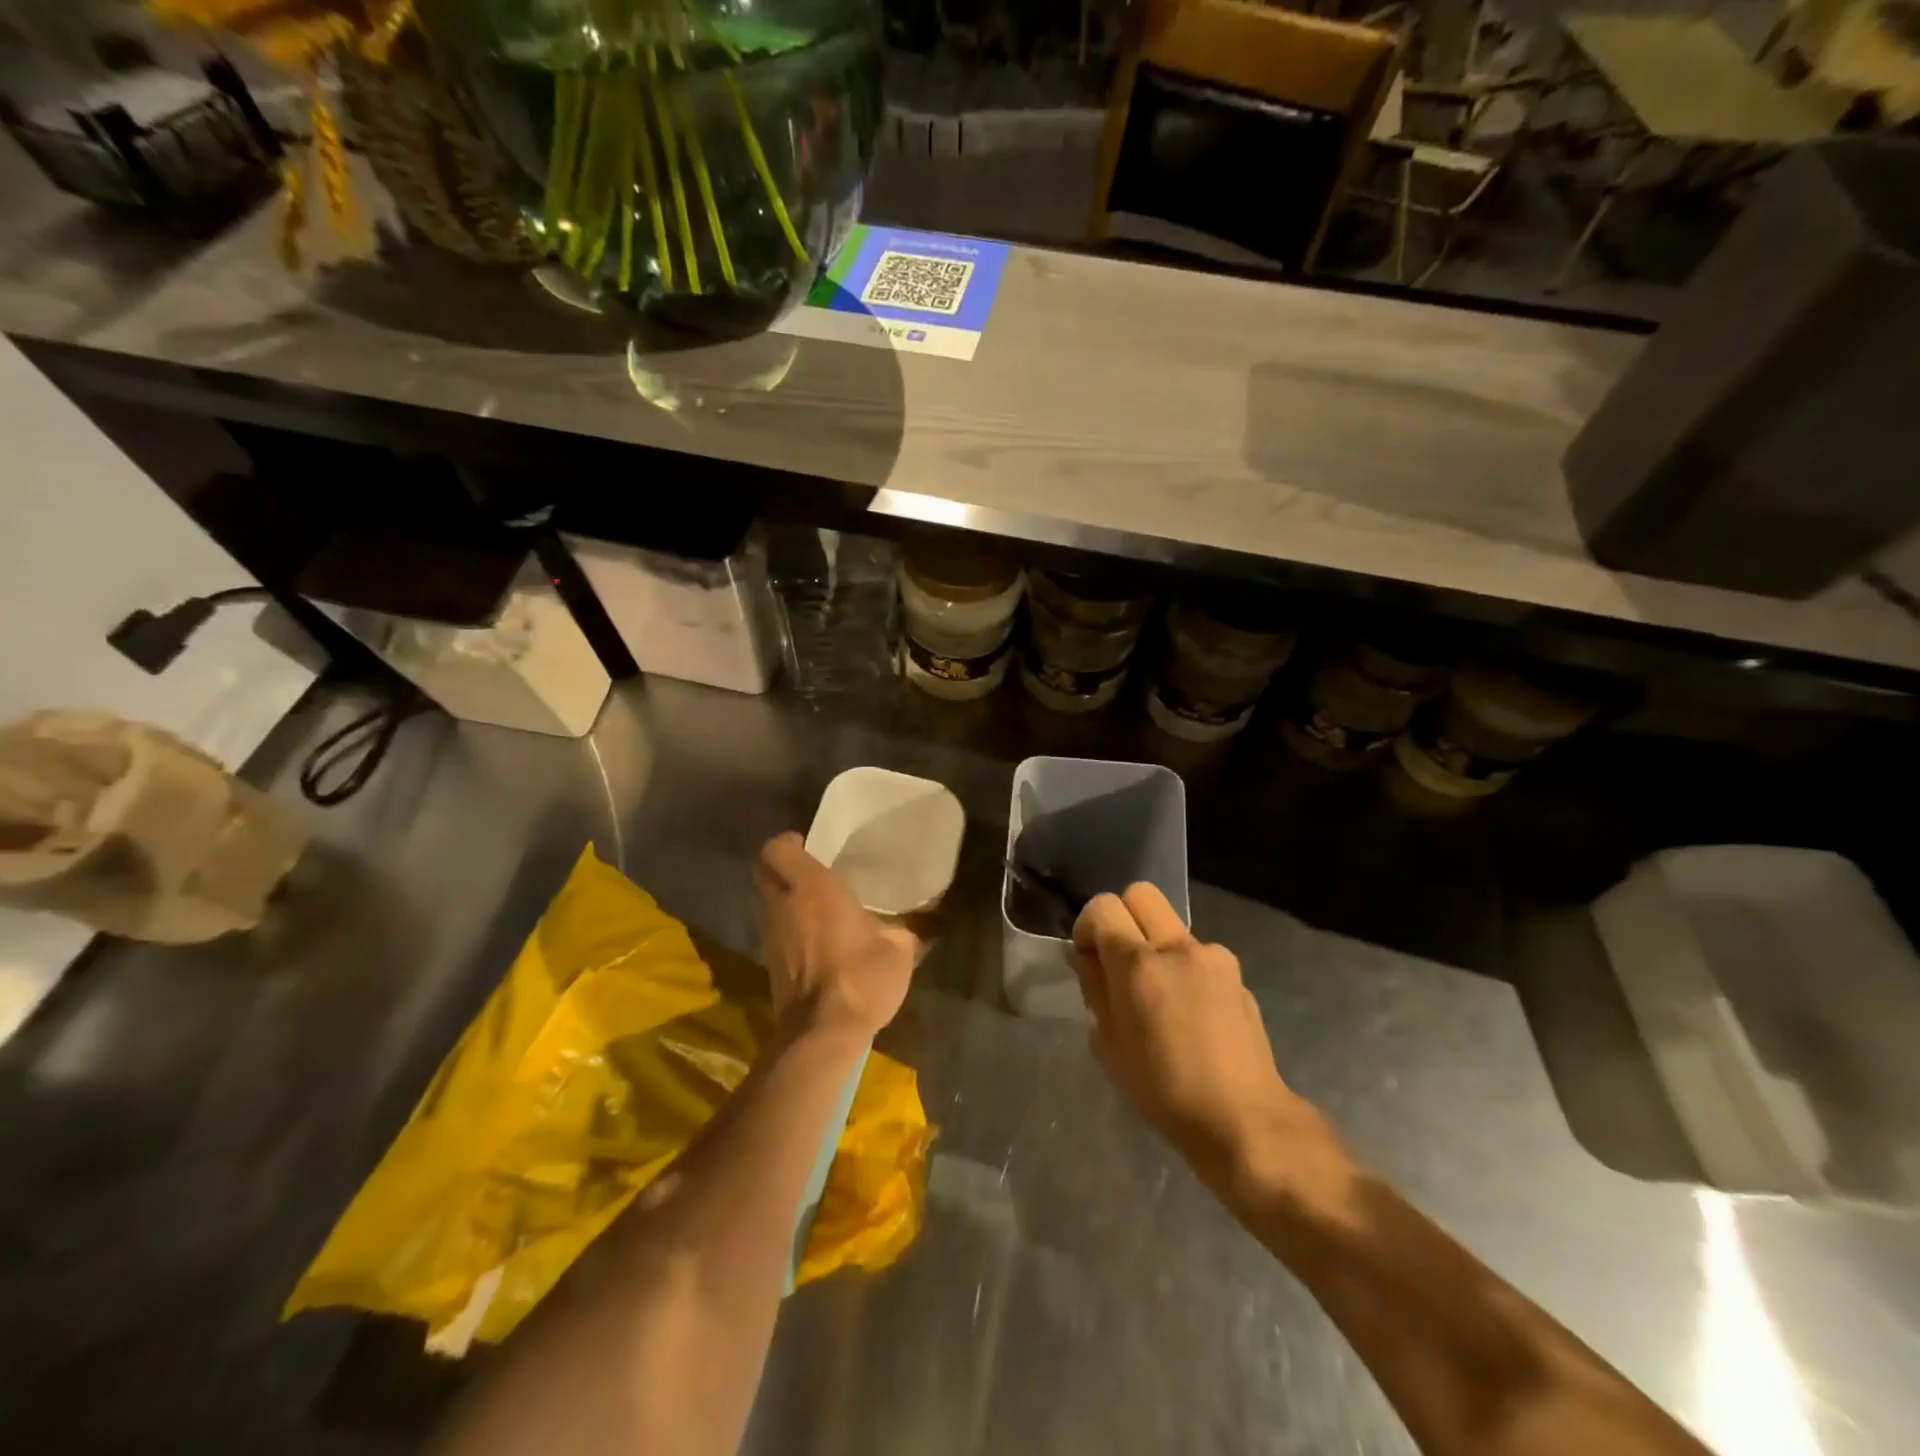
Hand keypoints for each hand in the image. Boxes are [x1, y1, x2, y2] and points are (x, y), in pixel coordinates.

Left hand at [755, 833, 915, 1040]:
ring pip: (771, 904)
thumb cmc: (862, 975)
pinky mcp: (770, 965)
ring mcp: (770, 936)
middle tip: (816, 874)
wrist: (822, 1034)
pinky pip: (777, 932)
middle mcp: (783, 905)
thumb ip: (908, 927)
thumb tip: (932, 918)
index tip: (811, 847)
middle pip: (766, 873)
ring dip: (790, 902)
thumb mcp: (899, 947)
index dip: (789, 843)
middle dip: (785, 869)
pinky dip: (792, 931)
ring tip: (823, 910)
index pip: (776, 848)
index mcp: (811, 886)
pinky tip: (820, 943)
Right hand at [1073, 884, 1316, 1182]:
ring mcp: (1214, 956)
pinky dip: (1184, 968)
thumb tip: (1088, 957)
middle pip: (1141, 893)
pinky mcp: (1237, 974)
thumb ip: (1094, 988)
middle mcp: (1178, 947)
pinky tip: (1190, 1013)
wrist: (1244, 1119)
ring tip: (1159, 996)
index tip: (1088, 958)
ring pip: (1171, 925)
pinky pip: (1198, 954)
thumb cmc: (1163, 1090)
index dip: (1088, 926)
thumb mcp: (1107, 1044)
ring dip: (1155, 945)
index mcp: (1139, 964)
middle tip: (1118, 961)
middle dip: (1121, 916)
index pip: (1103, 906)